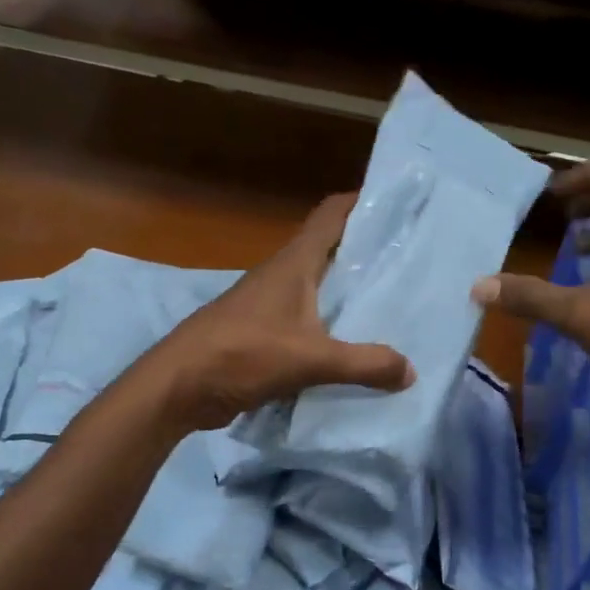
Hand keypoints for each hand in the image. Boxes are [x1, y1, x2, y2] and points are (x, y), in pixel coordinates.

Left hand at [148, 193, 414, 431]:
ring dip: (348, 291)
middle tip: (410, 258)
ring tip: (392, 302)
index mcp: (293, 263)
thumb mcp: (310, 359)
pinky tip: (354, 343)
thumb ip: (364, 364)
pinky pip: (308, 319)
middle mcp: (282, 275)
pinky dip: (331, 325)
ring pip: (319, 287)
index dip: (363, 202)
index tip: (399, 205)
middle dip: (367, 251)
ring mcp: (269, 303)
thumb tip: (410, 370)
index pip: (331, 214)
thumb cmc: (242, 354)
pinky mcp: (262, 332)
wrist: (178, 386)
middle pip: (330, 249)